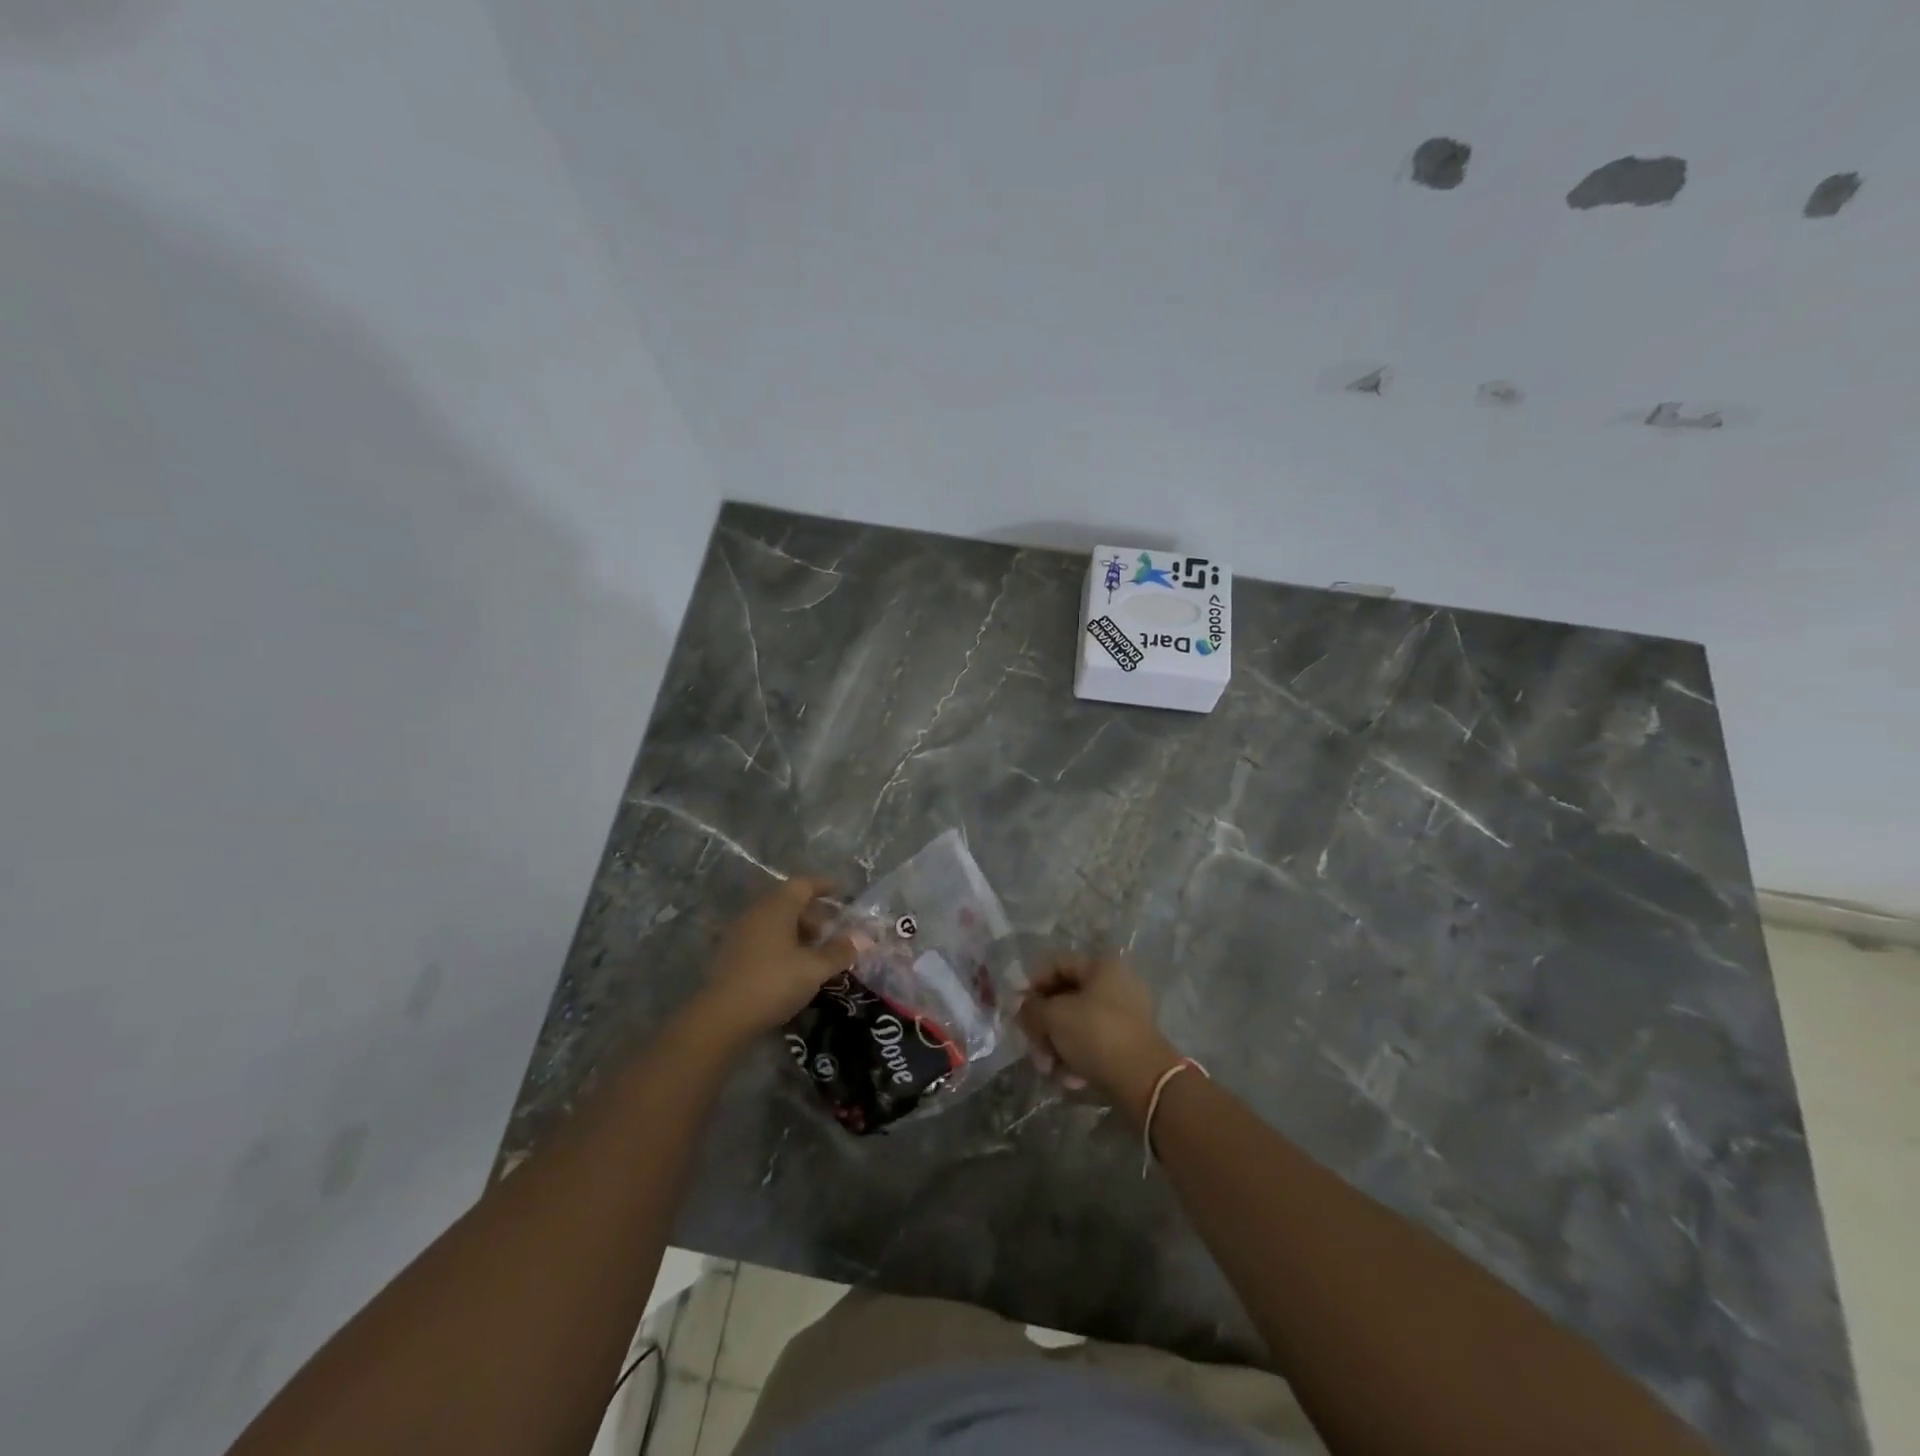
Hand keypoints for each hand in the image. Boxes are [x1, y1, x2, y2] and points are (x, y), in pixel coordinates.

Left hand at [695, 877, 855, 1043]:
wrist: (721, 1018)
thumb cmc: (773, 982)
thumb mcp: (814, 969)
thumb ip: (839, 952)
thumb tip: (860, 940)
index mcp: (777, 908)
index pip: (802, 885)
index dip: (823, 886)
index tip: (840, 891)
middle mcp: (757, 914)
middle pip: (789, 903)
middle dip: (814, 915)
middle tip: (833, 933)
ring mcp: (740, 934)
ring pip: (776, 923)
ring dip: (798, 933)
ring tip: (816, 954)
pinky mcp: (732, 956)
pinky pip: (764, 939)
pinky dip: (783, 945)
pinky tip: (793, 968)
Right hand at [1018, 953, 1181, 1120]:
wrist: (1144, 1080)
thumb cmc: (1096, 1034)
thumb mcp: (1054, 1017)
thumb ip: (1031, 1008)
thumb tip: (1020, 1006)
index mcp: (1101, 967)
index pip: (1057, 964)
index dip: (1032, 983)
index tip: (1017, 1009)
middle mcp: (1116, 985)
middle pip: (1065, 998)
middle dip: (1044, 1025)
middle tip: (1032, 1046)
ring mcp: (1125, 1015)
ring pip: (1077, 1024)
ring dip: (1057, 1046)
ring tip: (1049, 1069)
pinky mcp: (1129, 1044)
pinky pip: (1093, 1044)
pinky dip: (1078, 1059)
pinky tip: (1070, 1080)